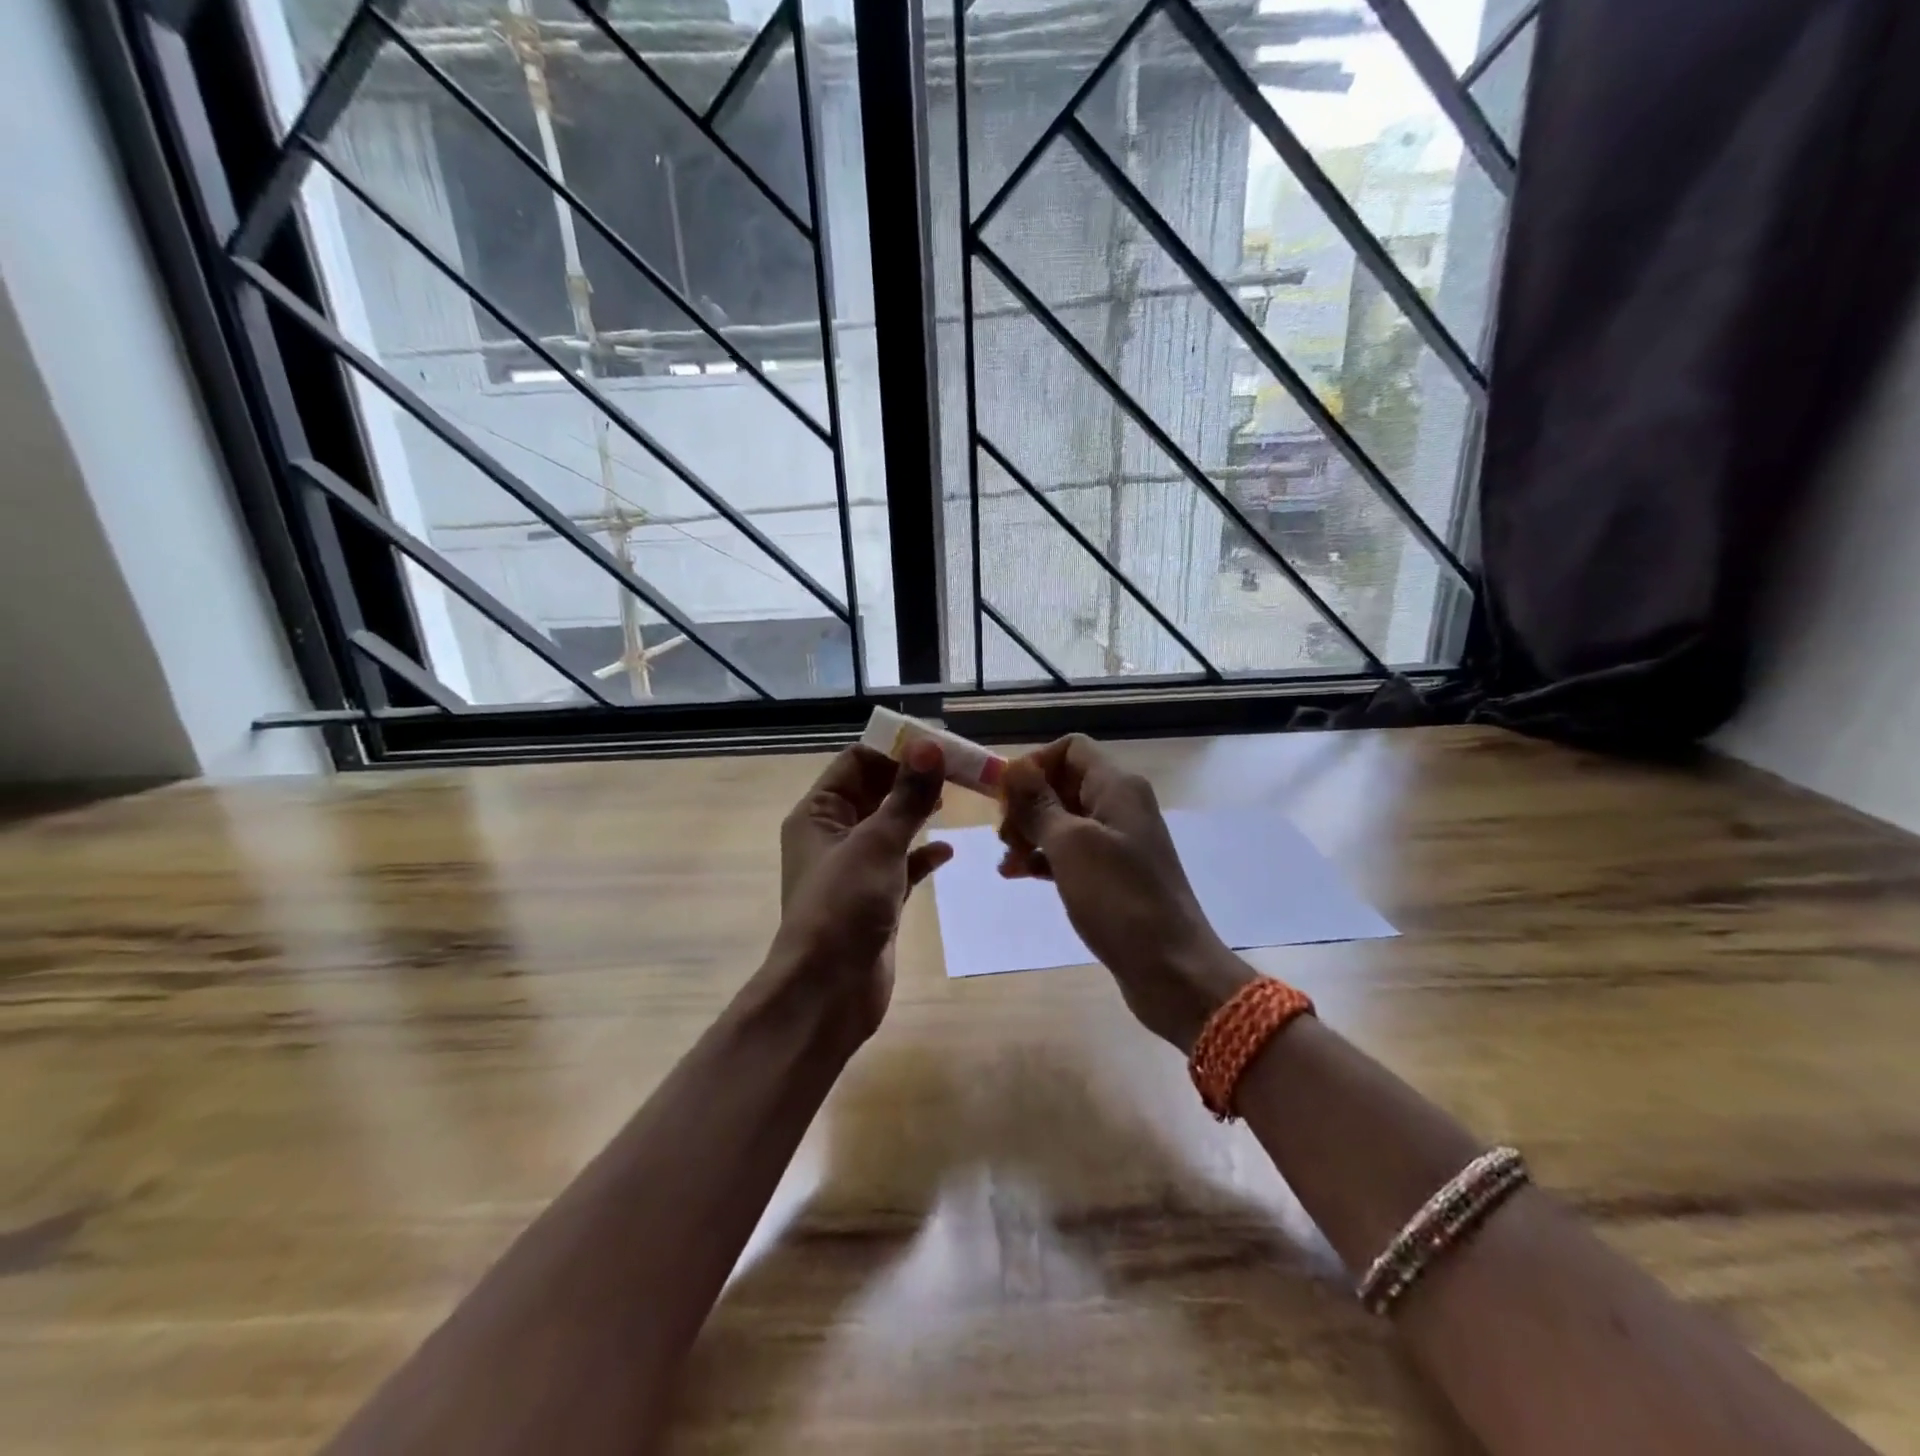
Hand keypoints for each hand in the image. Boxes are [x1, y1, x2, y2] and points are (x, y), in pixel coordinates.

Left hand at [766, 740, 952, 1040]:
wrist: (828, 992)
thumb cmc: (844, 907)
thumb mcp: (877, 843)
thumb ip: (907, 796)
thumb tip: (930, 745)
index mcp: (818, 813)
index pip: (857, 762)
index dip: (896, 749)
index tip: (939, 743)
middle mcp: (832, 835)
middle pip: (876, 792)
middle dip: (913, 779)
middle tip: (959, 768)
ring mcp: (854, 869)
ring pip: (891, 827)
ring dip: (919, 813)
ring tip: (957, 798)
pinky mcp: (875, 898)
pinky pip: (901, 864)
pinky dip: (922, 855)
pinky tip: (947, 851)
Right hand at [999, 734, 1251, 1051]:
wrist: (1171, 969)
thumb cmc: (1119, 899)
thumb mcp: (1070, 846)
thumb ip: (1039, 804)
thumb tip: (1014, 767)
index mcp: (1117, 787)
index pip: (1070, 749)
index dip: (1034, 765)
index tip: (1006, 799)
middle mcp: (1120, 806)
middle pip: (1063, 784)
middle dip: (1027, 804)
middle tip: (1004, 836)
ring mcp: (1118, 842)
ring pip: (1063, 820)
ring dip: (1030, 833)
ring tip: (1008, 861)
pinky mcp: (1113, 876)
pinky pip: (1071, 853)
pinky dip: (1045, 858)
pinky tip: (1019, 875)